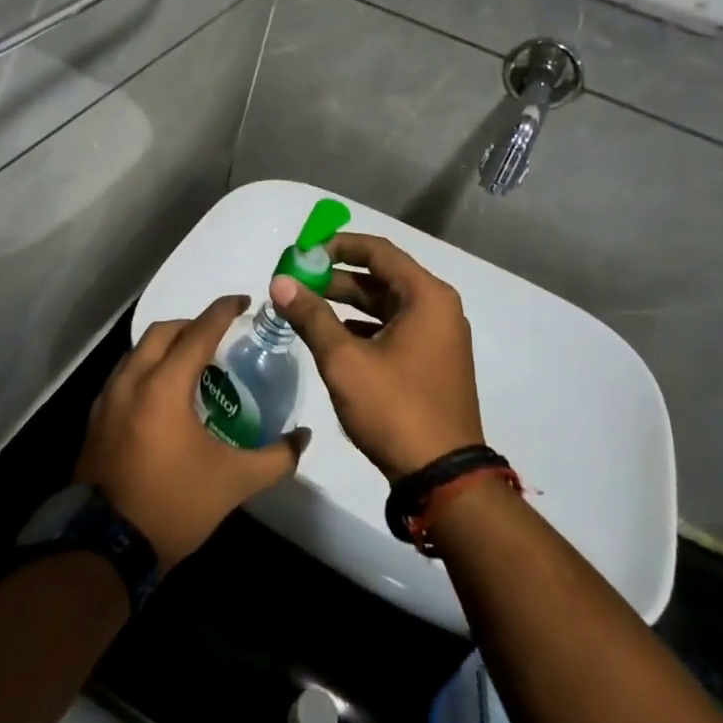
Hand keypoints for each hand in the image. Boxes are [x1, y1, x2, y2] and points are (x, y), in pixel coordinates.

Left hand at [75, 296, 308, 570]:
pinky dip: (147, 369)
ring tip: (193, 365)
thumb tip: (303, 437)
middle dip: (192, 324)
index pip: (198, 332)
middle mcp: (132, 380)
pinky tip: (164, 396)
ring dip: (166, 346)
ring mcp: (108, 399)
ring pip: (139, 351)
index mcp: (164, 386)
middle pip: (163, 332)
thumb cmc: (174, 505)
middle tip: (219, 337)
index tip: (244, 301)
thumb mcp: (234, 483)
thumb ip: (275, 457)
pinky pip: (125, 375)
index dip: (223, 311)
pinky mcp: (96, 418)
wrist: (106, 549)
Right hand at [268, 232, 482, 480]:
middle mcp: (437, 308)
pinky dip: (363, 326)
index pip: (378, 251)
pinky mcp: (432, 362)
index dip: (337, 245)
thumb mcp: (344, 360)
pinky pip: (394, 328)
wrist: (442, 477)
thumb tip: (280, 283)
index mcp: (426, 296)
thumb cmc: (394, 408)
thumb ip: (311, 316)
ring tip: (305, 305)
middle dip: (336, 276)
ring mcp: (438, 337)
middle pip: (382, 276)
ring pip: (386, 305)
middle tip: (296, 280)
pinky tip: (332, 335)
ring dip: (347, 302)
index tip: (302, 251)